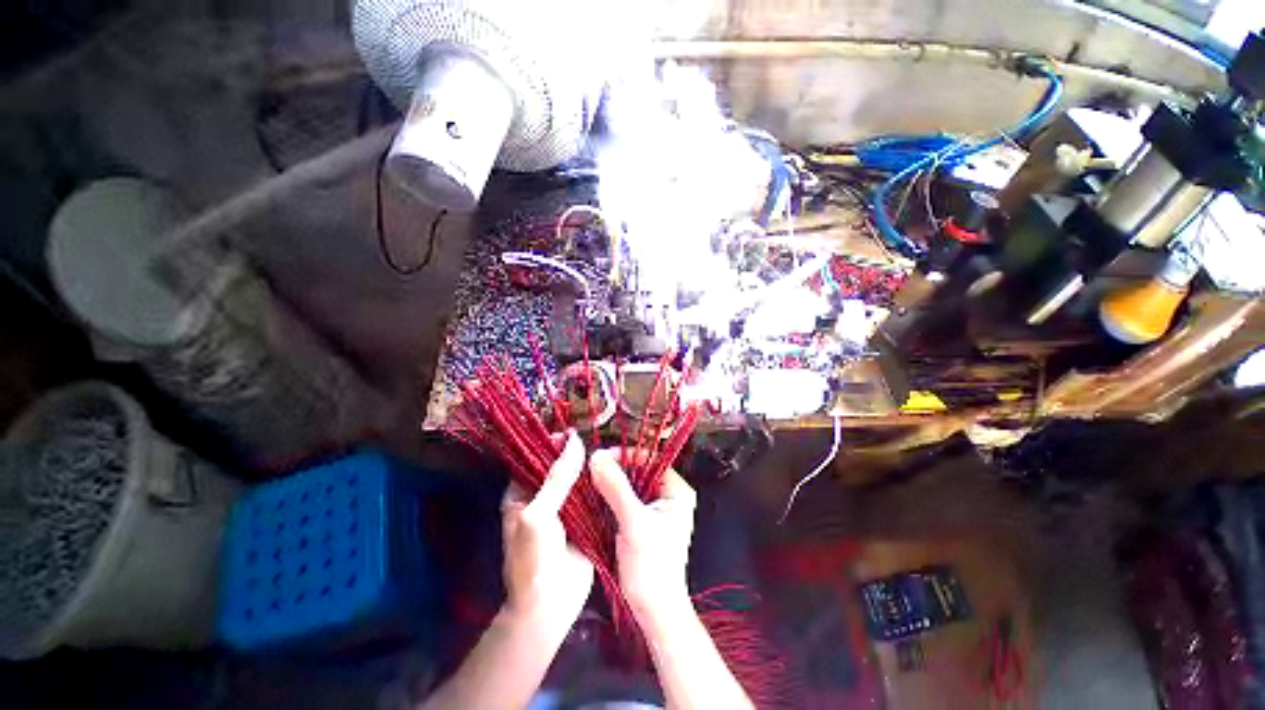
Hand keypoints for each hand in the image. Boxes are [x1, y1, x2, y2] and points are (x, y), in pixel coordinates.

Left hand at [501, 431, 594, 634]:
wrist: (549, 606)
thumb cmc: (532, 559)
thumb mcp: (538, 514)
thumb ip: (557, 478)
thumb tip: (574, 441)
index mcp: (522, 493)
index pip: (535, 458)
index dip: (551, 443)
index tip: (571, 432)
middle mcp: (544, 496)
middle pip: (560, 466)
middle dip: (575, 454)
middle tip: (595, 440)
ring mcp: (566, 508)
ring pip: (579, 479)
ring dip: (591, 467)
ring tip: (608, 450)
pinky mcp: (585, 519)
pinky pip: (593, 496)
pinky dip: (602, 484)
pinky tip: (615, 471)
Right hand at [589, 449, 696, 626]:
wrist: (654, 611)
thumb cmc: (652, 569)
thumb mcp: (634, 524)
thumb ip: (616, 488)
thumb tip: (596, 456)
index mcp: (677, 490)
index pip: (651, 459)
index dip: (626, 455)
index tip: (601, 458)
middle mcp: (668, 495)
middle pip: (639, 470)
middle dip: (616, 469)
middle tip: (591, 469)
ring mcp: (655, 508)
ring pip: (630, 484)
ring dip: (611, 482)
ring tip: (589, 480)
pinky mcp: (642, 520)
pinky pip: (625, 499)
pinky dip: (610, 496)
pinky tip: (595, 497)